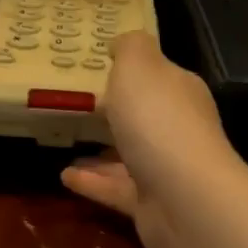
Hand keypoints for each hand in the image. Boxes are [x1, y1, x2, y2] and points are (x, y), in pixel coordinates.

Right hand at [61, 32, 243, 247]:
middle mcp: (177, 130)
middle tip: (78, 107)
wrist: (183, 197)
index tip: (98, 69)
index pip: (158, 77)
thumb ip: (130, 48)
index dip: (132, 72)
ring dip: (100, 152)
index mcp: (180, 93)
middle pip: (144, 117)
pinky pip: (116, 190)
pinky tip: (64, 177)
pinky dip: (92, 183)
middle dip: (116, 113)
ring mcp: (165, 170)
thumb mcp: (139, 66)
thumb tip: (121, 43)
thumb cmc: (157, 121)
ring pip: (129, 156)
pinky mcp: (150, 204)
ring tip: (66, 144)